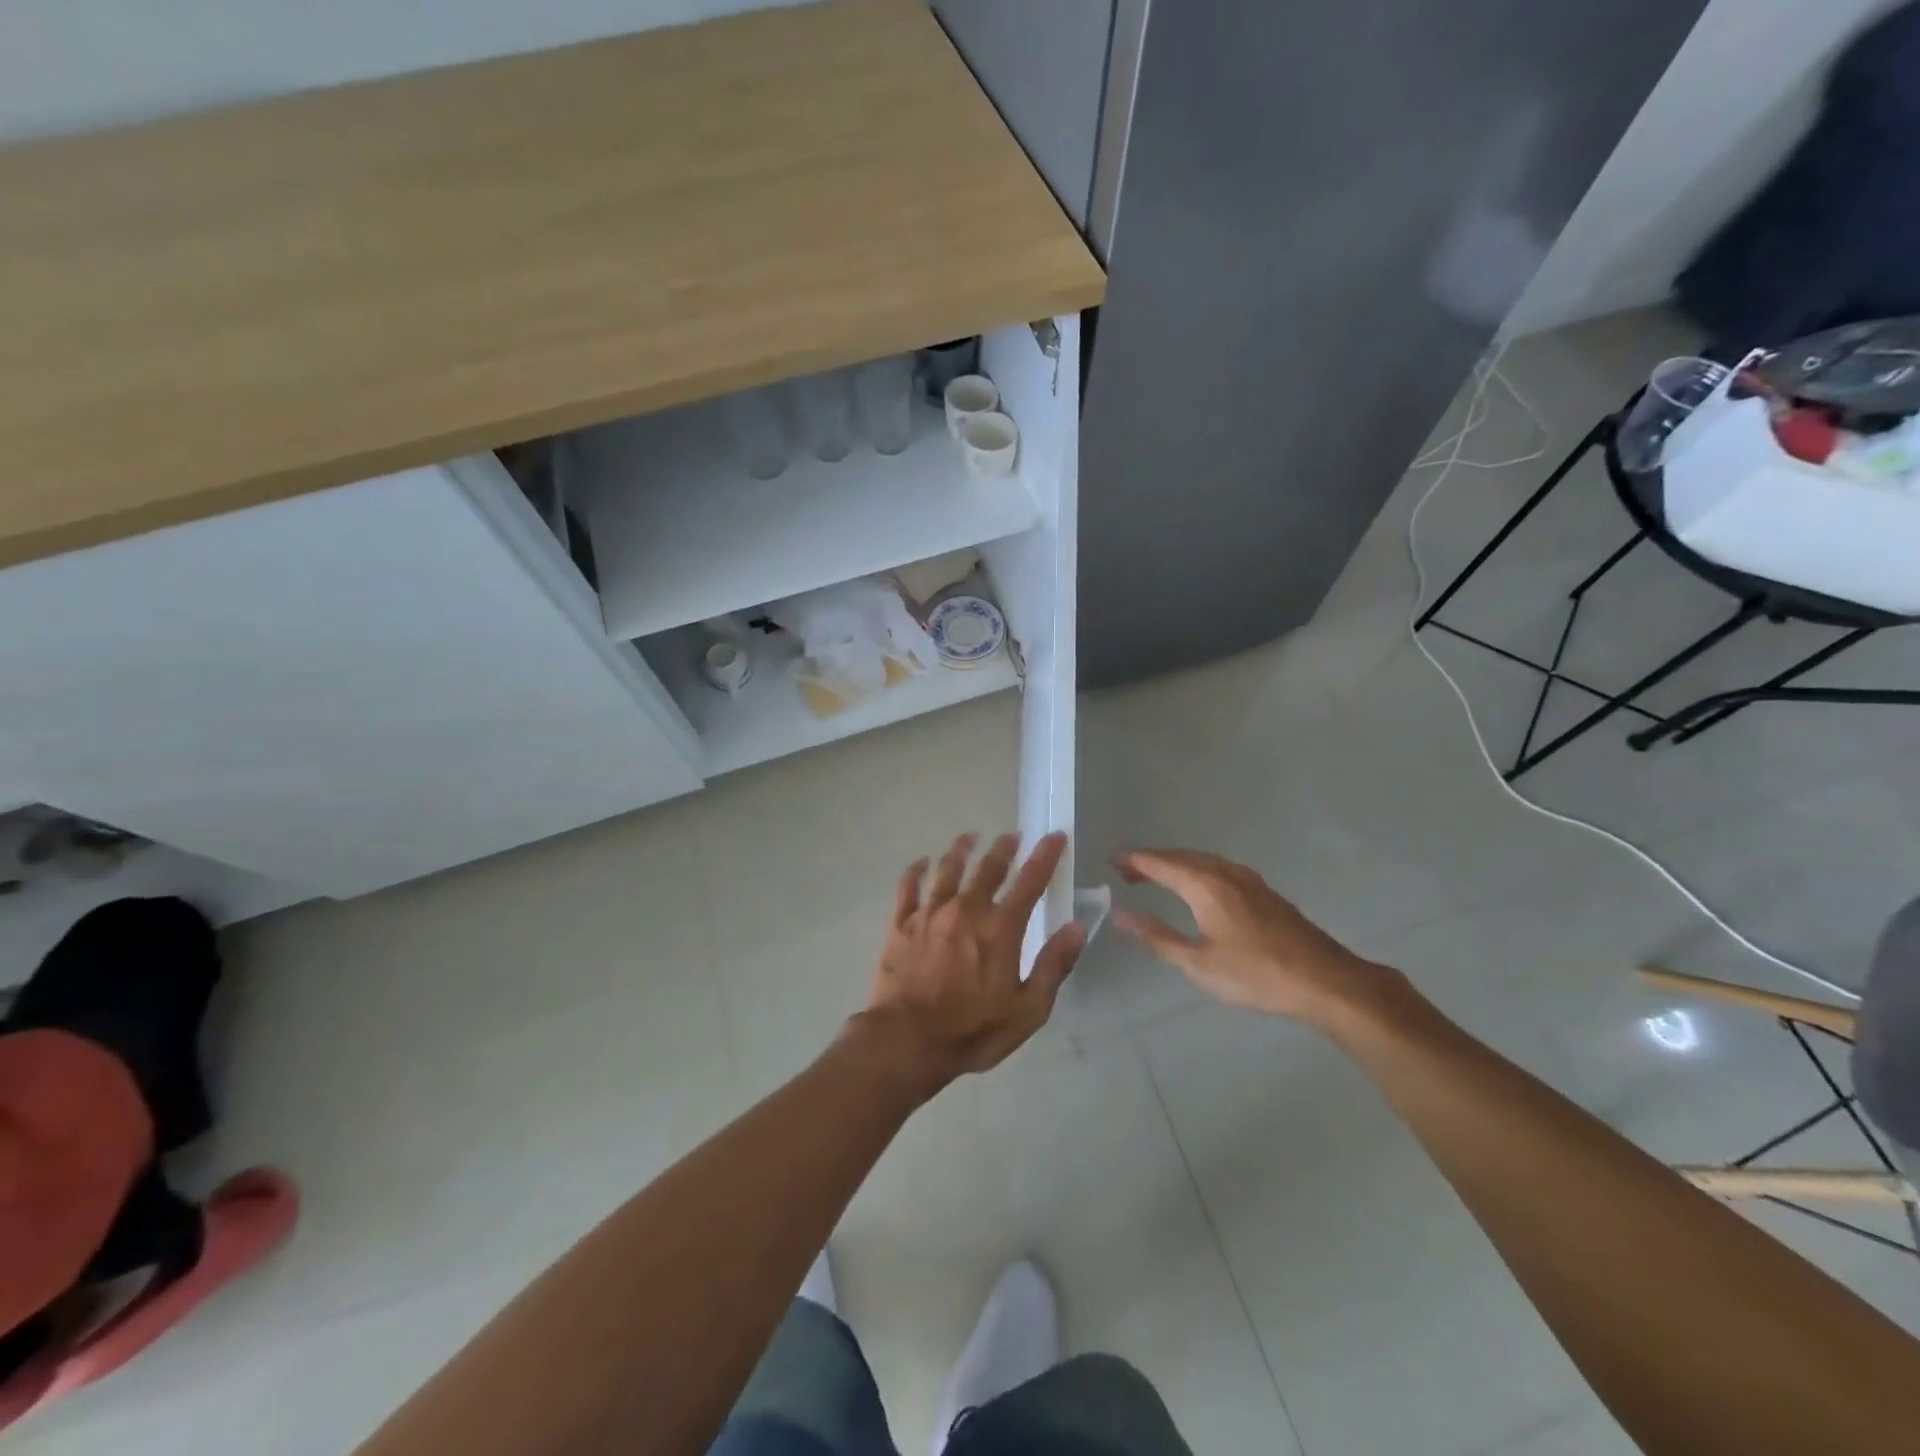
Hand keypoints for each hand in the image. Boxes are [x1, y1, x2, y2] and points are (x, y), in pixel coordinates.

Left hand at [861, 831, 1084, 1090]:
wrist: (907, 1040)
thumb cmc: (973, 1030)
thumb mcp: (1028, 1009)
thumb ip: (1053, 965)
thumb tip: (1077, 927)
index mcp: (1001, 928)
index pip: (1030, 881)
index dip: (1045, 856)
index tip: (1054, 836)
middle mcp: (966, 909)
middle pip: (988, 868)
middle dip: (1003, 848)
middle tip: (1011, 835)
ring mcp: (930, 914)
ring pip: (947, 869)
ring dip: (961, 849)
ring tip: (969, 836)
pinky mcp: (901, 924)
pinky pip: (908, 887)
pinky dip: (915, 871)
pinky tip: (921, 862)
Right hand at [1114, 848, 1391, 1023]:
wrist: (1324, 981)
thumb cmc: (1255, 975)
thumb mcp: (1198, 963)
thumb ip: (1157, 937)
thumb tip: (1120, 915)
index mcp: (1205, 886)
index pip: (1160, 863)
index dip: (1133, 860)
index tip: (1110, 860)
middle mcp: (1225, 873)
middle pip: (1180, 857)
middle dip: (1152, 861)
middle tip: (1126, 872)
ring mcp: (1249, 880)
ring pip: (1202, 861)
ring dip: (1175, 864)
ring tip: (1156, 877)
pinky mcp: (1264, 892)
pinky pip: (1219, 868)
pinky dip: (1197, 870)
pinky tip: (1198, 888)